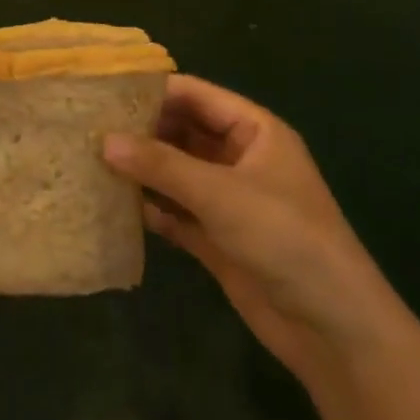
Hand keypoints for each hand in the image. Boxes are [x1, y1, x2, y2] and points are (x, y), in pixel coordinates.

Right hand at [103, 76, 390, 380]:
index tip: (103, 91)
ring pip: (175, 172)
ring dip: (141, 169)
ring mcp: (227, 199)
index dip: (153, 91)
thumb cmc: (285, 239)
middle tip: (86, 127)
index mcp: (254, 131)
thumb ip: (161, 164)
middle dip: (140, 131)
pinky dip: (149, 206)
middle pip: (181, 132)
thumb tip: (104, 140)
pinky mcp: (216, 237)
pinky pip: (174, 210)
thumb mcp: (221, 194)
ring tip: (89, 160)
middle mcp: (239, 158)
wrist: (332, 329)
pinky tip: (112, 203)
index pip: (195, 95)